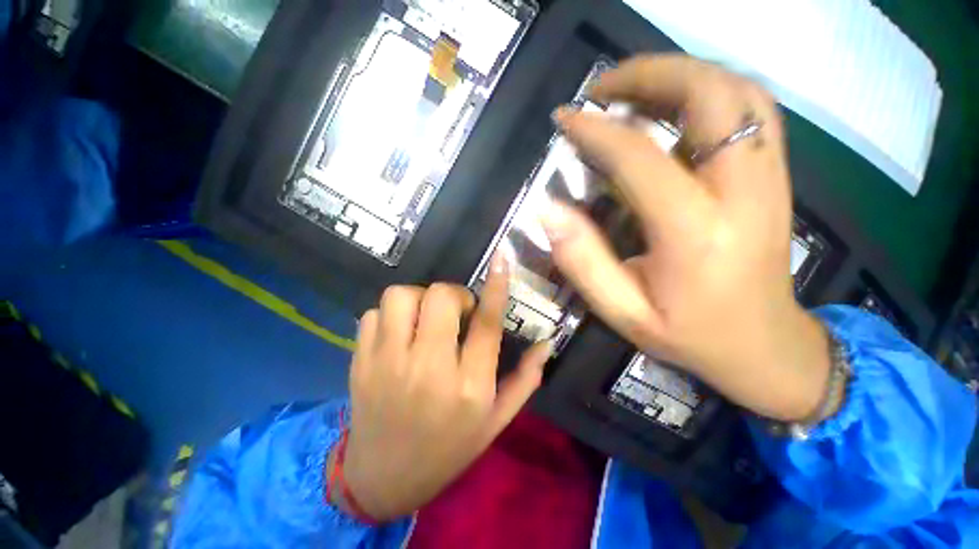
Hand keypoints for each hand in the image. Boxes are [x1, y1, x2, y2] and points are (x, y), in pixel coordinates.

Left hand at [336, 254, 551, 520]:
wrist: (384, 479)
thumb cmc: (449, 448)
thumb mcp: (497, 420)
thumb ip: (525, 379)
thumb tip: (548, 344)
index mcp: (470, 386)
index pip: (486, 323)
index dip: (496, 286)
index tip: (501, 258)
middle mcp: (429, 369)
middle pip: (440, 297)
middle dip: (453, 295)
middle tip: (457, 313)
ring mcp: (388, 363)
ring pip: (402, 296)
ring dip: (419, 299)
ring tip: (425, 319)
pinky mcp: (361, 362)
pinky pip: (374, 313)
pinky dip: (390, 315)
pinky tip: (399, 334)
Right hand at [544, 54, 829, 421]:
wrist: (764, 346)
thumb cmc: (689, 335)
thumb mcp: (622, 312)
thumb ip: (582, 262)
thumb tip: (549, 211)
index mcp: (695, 234)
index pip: (639, 157)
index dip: (596, 130)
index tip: (565, 118)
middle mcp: (743, 193)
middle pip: (711, 95)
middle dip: (651, 73)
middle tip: (604, 87)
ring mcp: (770, 179)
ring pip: (739, 91)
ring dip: (683, 74)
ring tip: (634, 88)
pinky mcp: (776, 177)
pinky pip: (753, 109)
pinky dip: (710, 90)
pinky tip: (676, 105)